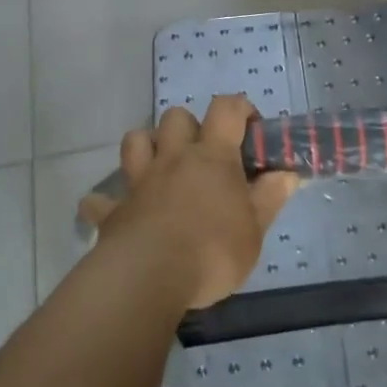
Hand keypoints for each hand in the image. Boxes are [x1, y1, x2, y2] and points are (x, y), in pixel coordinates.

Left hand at [80, 95, 299, 309]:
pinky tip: (116, 213)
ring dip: (146, 147)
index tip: (250, 128)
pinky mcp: (113, 211)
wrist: (150, 277)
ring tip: (159, 168)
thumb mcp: (255, 230)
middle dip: (189, 127)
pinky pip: (99, 200)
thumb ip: (270, 198)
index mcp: (212, 157)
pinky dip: (106, 204)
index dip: (240, 109)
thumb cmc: (212, 251)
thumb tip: (287, 174)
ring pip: (134, 141)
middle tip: (203, 155)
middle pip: (176, 117)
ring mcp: (139, 182)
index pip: (226, 109)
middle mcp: (173, 158)